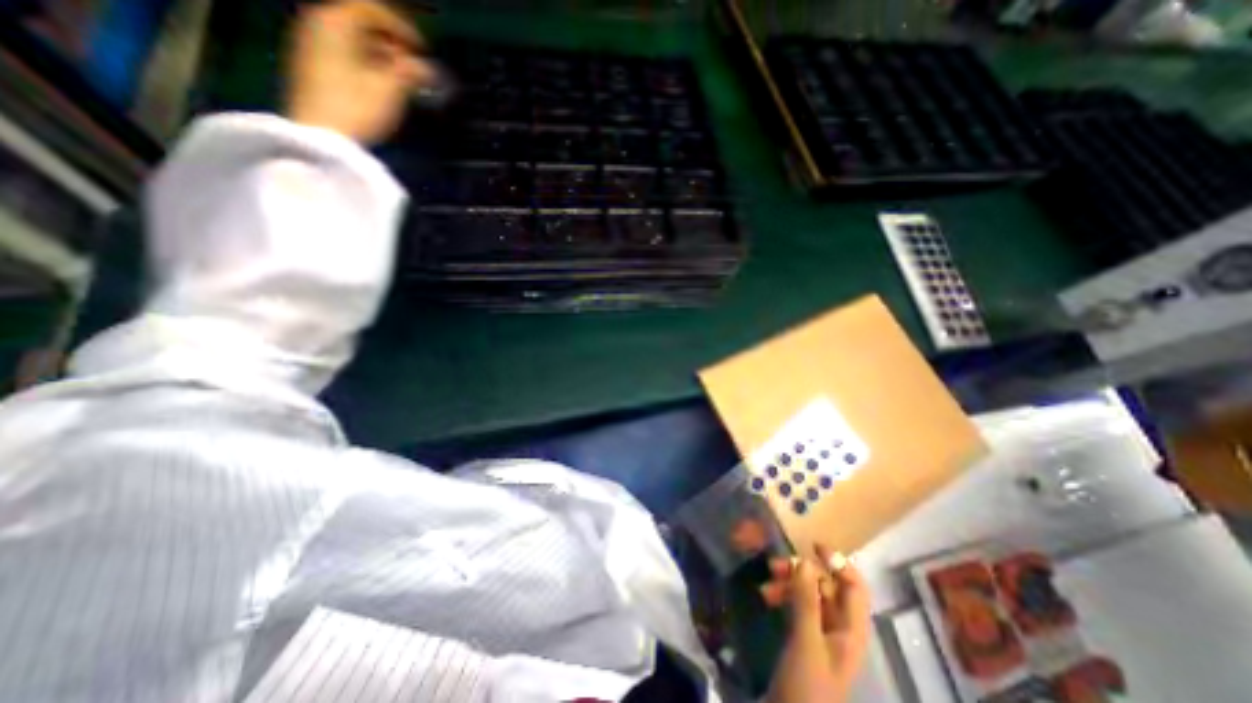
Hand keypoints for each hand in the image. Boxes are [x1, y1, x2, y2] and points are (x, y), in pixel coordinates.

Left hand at [284, 1, 435, 143]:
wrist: (320, 138)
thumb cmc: (357, 109)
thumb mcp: (391, 90)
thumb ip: (410, 73)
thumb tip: (427, 68)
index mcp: (335, 22)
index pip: (371, 9)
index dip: (402, 27)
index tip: (423, 50)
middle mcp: (318, 25)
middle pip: (360, 22)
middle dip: (392, 42)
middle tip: (414, 66)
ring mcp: (311, 46)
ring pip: (353, 40)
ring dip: (382, 56)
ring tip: (403, 80)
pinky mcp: (313, 69)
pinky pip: (345, 54)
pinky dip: (368, 64)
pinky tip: (383, 86)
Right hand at [764, 547, 871, 702]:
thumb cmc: (806, 686)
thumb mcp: (806, 640)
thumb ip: (807, 600)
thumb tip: (805, 561)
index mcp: (851, 631)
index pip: (854, 587)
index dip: (838, 563)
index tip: (812, 545)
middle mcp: (840, 629)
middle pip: (827, 587)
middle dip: (802, 573)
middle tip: (774, 566)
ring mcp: (821, 634)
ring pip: (809, 595)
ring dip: (788, 584)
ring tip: (765, 584)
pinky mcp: (804, 638)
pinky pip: (797, 606)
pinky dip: (783, 597)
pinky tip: (766, 596)